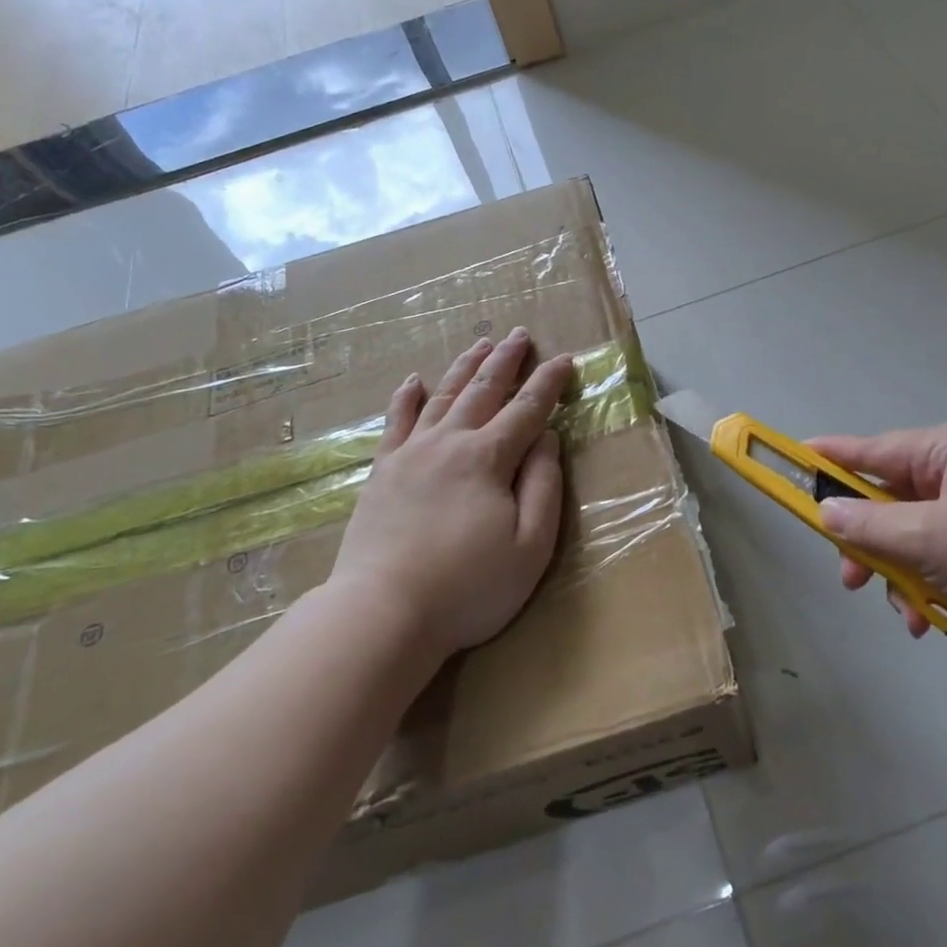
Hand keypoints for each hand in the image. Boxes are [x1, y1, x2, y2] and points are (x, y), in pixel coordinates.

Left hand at [331, 329, 574, 659]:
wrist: (382, 612)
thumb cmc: (468, 587)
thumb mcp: (530, 546)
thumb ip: (543, 486)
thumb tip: (548, 439)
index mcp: (488, 458)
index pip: (527, 409)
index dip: (548, 383)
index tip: (564, 359)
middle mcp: (450, 442)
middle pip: (483, 390)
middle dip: (505, 360)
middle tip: (519, 334)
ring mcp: (411, 453)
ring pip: (443, 396)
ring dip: (465, 367)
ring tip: (480, 344)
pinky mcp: (383, 471)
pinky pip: (396, 421)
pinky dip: (406, 397)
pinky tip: (414, 380)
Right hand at [807, 423, 946, 671]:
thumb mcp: (934, 541)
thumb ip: (870, 525)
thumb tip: (825, 512)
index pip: (872, 449)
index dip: (828, 458)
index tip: (789, 461)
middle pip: (890, 497)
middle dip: (868, 540)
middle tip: (848, 576)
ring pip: (913, 534)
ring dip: (899, 572)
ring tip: (901, 611)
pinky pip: (942, 557)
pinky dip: (929, 585)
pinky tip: (928, 620)